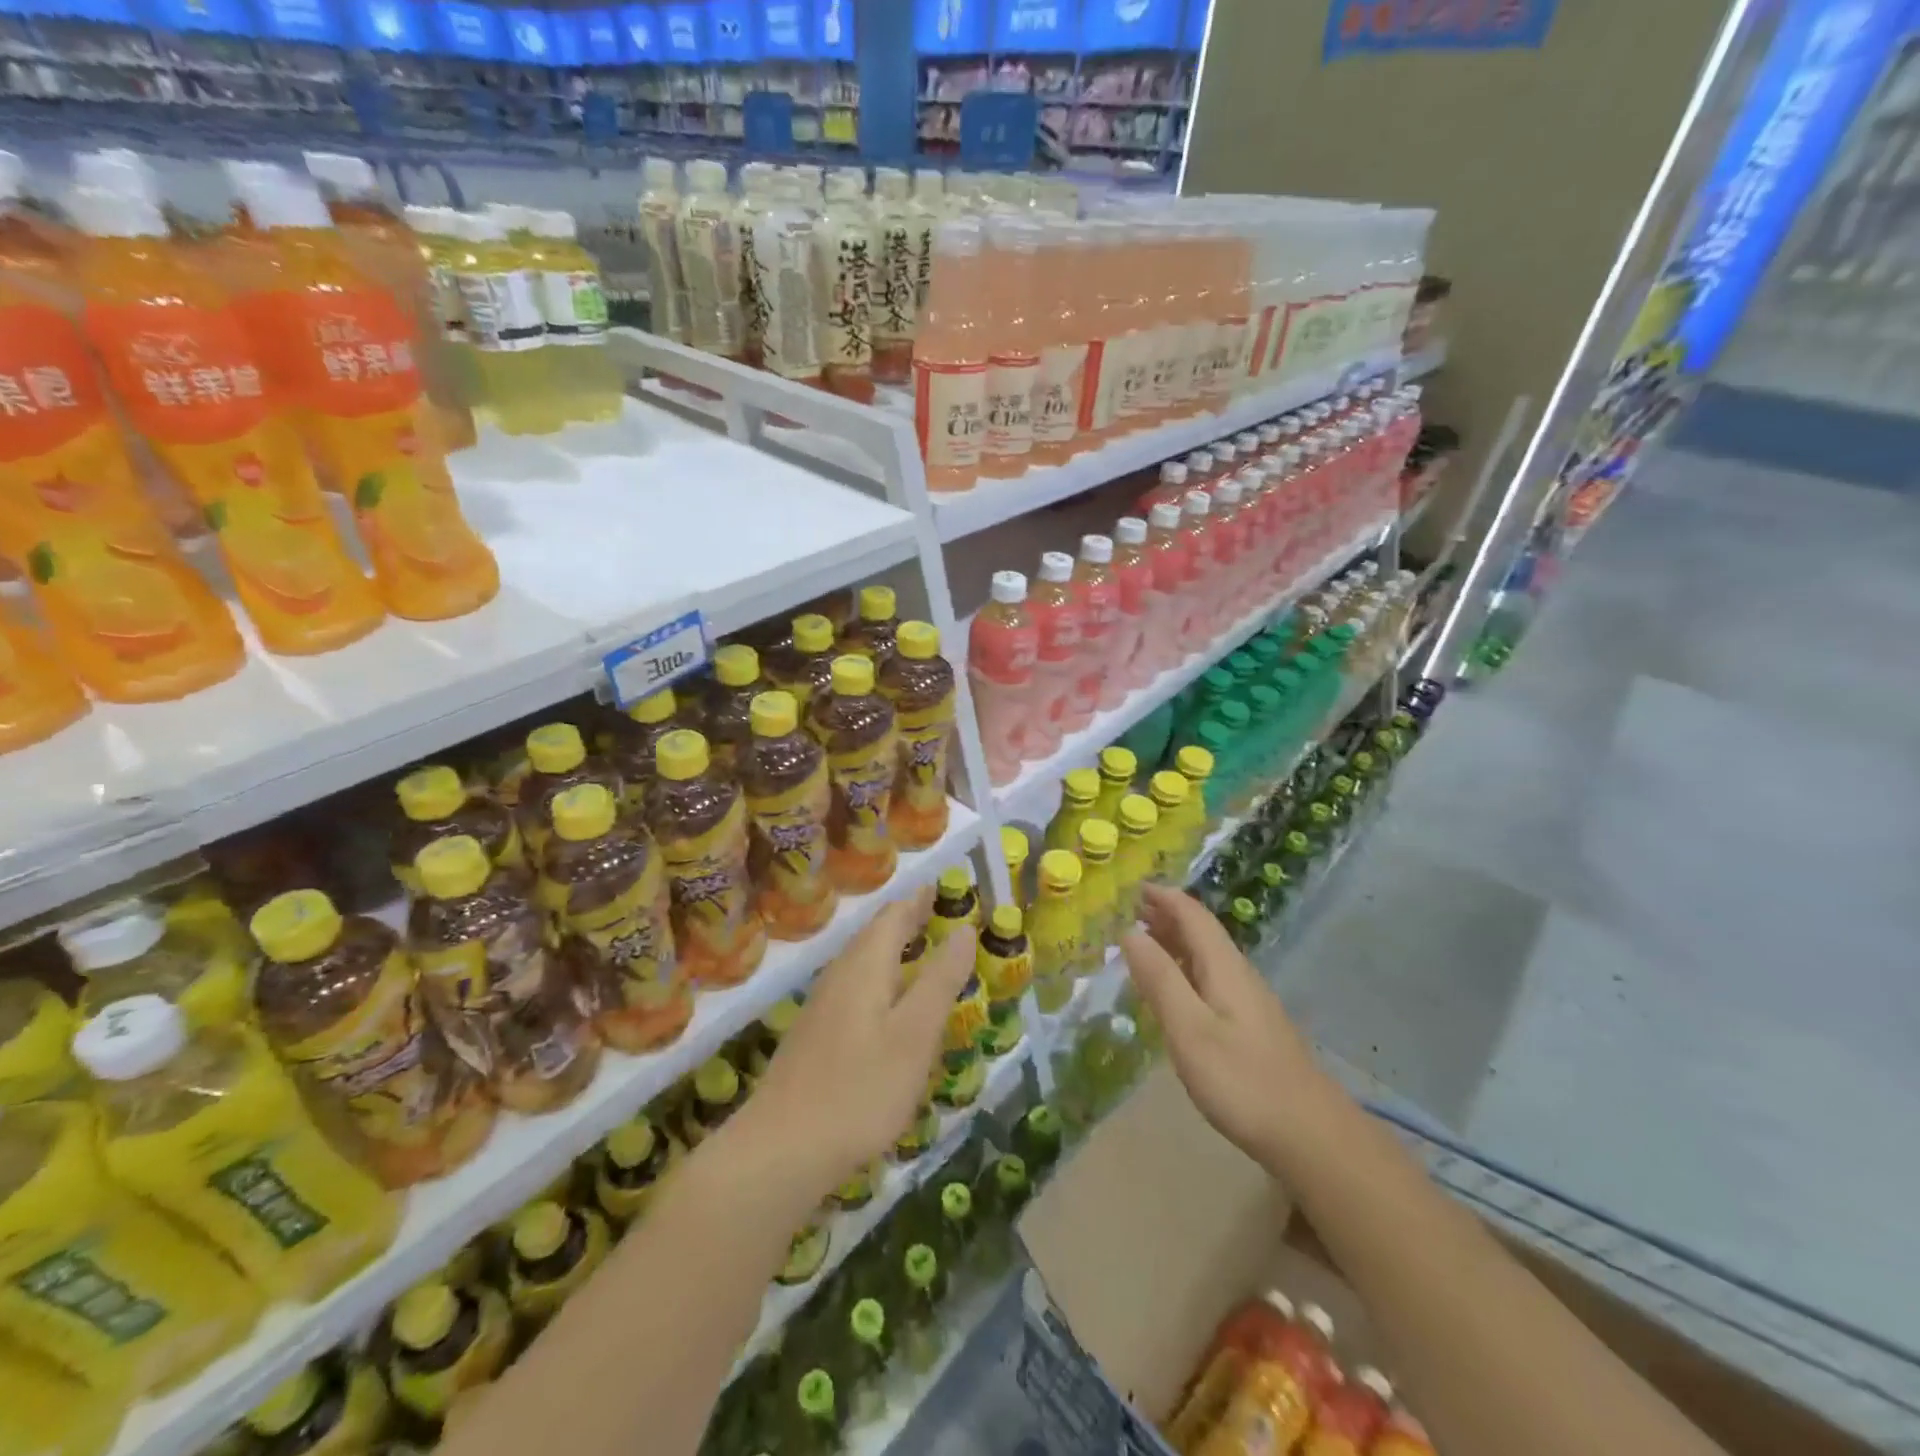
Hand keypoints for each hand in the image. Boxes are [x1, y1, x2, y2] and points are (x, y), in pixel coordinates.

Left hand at [737, 885, 975, 1200]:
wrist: (781, 1150)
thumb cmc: (860, 1088)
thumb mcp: (914, 1034)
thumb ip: (940, 980)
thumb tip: (964, 929)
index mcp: (865, 966)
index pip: (895, 915)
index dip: (920, 899)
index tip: (945, 885)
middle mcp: (840, 975)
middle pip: (875, 934)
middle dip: (907, 919)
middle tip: (938, 910)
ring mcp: (822, 1006)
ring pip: (862, 961)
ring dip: (892, 947)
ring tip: (919, 948)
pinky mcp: (815, 1036)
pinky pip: (855, 987)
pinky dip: (880, 977)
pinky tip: (887, 1003)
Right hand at [1121, 882, 1332, 1169]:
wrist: (1311, 1135)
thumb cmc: (1242, 1080)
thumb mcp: (1189, 1029)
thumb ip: (1159, 979)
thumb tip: (1130, 932)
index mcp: (1224, 967)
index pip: (1193, 916)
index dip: (1165, 898)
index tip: (1134, 887)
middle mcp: (1238, 975)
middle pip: (1202, 932)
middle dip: (1168, 916)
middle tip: (1132, 911)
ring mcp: (1249, 1002)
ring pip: (1207, 956)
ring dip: (1176, 942)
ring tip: (1145, 942)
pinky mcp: (1251, 1027)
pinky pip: (1211, 979)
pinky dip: (1185, 969)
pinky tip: (1176, 990)